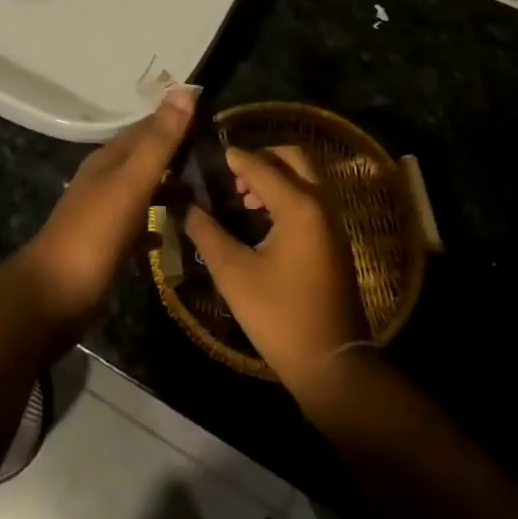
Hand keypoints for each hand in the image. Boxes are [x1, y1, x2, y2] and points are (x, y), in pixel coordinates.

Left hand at [19, 85, 196, 331]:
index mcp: (109, 159)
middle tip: (222, 158)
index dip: (178, 121)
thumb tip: (184, 90)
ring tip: (209, 190)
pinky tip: (178, 231)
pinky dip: (159, 223)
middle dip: (179, 154)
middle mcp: (105, 179)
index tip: (216, 120)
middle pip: (146, 158)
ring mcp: (104, 213)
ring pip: (144, 190)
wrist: (54, 295)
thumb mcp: (131, 182)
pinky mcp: (108, 245)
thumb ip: (159, 141)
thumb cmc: (95, 233)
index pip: (148, 128)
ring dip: (171, 187)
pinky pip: (140, 225)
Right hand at [185, 145, 368, 396]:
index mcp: (299, 206)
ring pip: (304, 177)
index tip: (209, 154)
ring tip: (243, 199)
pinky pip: (310, 198)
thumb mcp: (233, 273)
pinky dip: (287, 193)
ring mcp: (332, 222)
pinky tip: (261, 219)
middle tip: (232, 176)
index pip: (261, 166)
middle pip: (293, 158)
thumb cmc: (279, 316)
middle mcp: (321, 204)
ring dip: (275, 176)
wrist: (331, 364)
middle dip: (262, 158)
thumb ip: (206, 232)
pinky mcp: (333, 240)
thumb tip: (184, 204)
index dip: (234, 159)